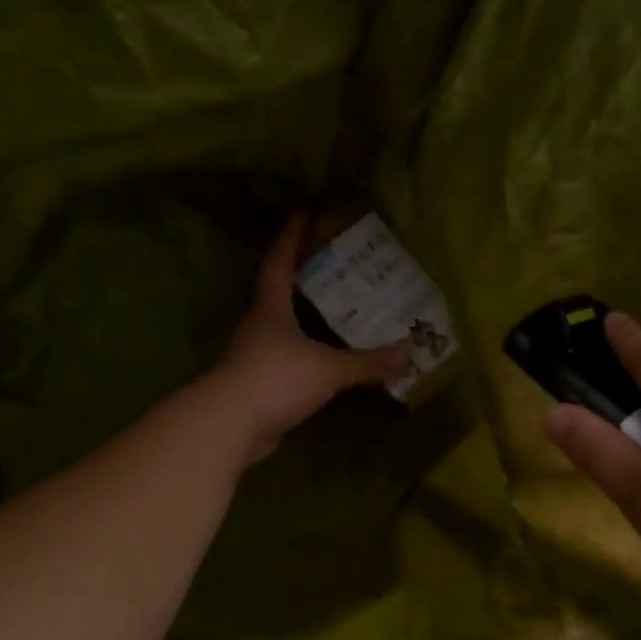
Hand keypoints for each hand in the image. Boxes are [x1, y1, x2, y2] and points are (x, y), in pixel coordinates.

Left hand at [212, 215, 411, 463]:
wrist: (231, 425)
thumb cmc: (276, 379)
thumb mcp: (329, 369)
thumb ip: (368, 363)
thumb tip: (409, 354)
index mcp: (271, 309)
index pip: (280, 263)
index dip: (291, 238)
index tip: (303, 213)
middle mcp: (260, 326)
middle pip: (279, 292)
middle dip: (303, 276)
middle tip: (334, 264)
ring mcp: (256, 356)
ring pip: (284, 328)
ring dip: (306, 319)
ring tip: (337, 311)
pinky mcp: (259, 385)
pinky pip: (289, 360)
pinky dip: (307, 355)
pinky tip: (327, 360)